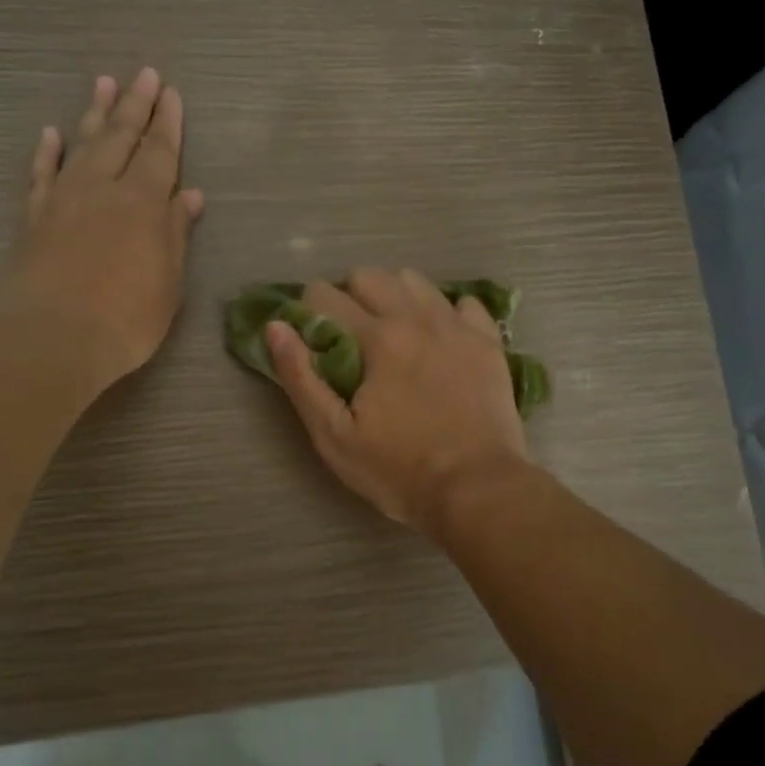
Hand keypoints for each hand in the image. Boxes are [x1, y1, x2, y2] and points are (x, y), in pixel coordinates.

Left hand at [0, 68, 204, 396]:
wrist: (51, 339)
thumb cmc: (125, 321)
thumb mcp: (168, 284)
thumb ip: (175, 234)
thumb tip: (189, 196)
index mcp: (144, 204)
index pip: (160, 153)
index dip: (167, 123)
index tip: (171, 93)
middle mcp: (103, 190)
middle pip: (121, 137)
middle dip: (136, 105)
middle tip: (144, 73)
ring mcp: (64, 200)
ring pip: (82, 145)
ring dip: (95, 114)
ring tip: (104, 84)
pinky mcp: (33, 218)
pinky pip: (41, 175)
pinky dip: (47, 153)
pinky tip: (52, 135)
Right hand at [266, 268, 528, 533]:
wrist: (477, 490)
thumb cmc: (398, 470)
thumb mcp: (333, 436)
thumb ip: (300, 377)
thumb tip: (276, 327)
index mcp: (378, 338)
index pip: (325, 296)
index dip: (307, 312)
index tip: (311, 340)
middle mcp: (417, 318)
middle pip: (370, 276)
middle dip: (348, 297)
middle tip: (348, 338)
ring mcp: (458, 326)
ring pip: (415, 281)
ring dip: (393, 296)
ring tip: (391, 333)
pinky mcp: (488, 342)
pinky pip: (463, 303)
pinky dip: (445, 312)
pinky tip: (439, 339)